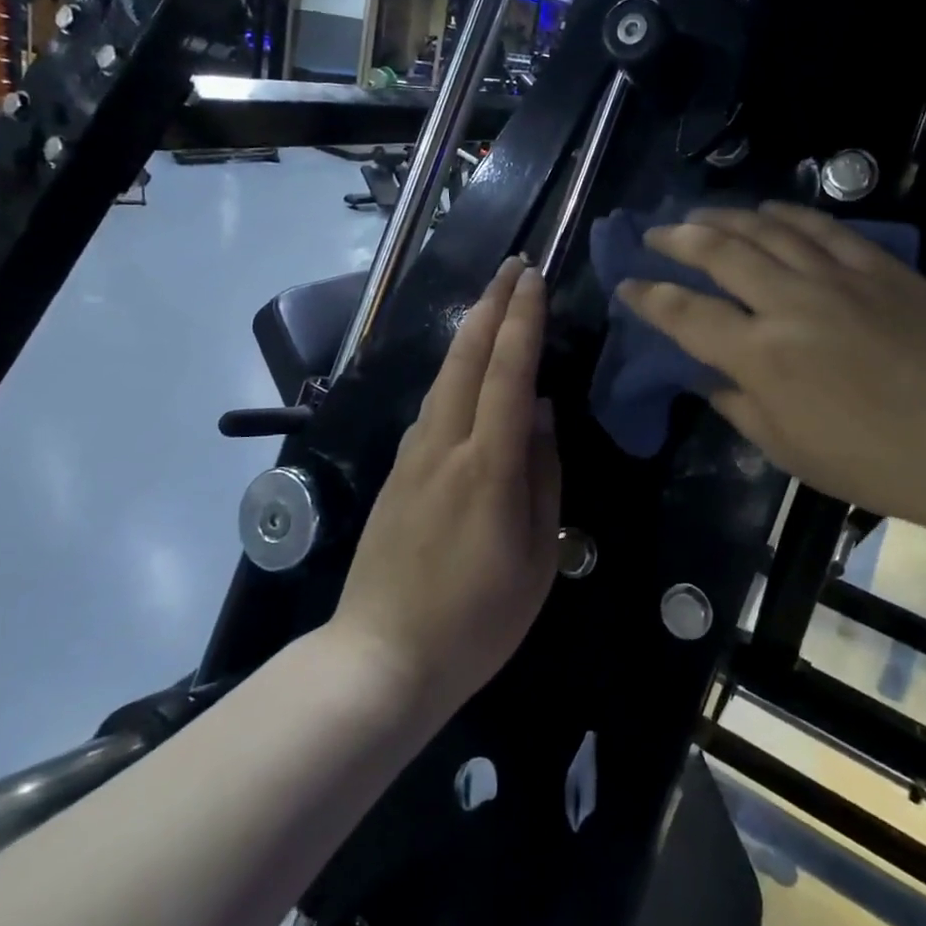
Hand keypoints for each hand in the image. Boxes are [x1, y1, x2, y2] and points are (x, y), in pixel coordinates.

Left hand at [332, 258, 560, 721]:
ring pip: (443, 377)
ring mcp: (412, 457)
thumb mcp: (537, 557)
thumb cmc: (476, 619)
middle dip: (491, 305)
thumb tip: (544, 415)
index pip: (509, 373)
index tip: (534, 278)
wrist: (381, 658)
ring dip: (470, 333)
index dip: (523, 321)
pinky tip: (463, 373)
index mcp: (488, 465)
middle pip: (466, 358)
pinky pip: (430, 408)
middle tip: (512, 267)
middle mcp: (444, 445)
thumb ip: (543, 477)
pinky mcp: (395, 473)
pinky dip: (452, 374)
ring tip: (492, 304)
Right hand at [619, 204, 925, 536]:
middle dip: (676, 239)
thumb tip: (712, 378)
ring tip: (700, 214)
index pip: (685, 314)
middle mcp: (789, 303)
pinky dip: (787, 214)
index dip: (648, 297)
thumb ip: (739, 407)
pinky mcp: (880, 267)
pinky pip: (823, 227)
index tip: (626, 284)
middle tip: (653, 234)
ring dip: (725, 217)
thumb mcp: (790, 451)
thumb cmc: (876, 463)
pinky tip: (770, 211)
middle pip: (718, 253)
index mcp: (761, 356)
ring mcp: (837, 277)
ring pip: (766, 229)